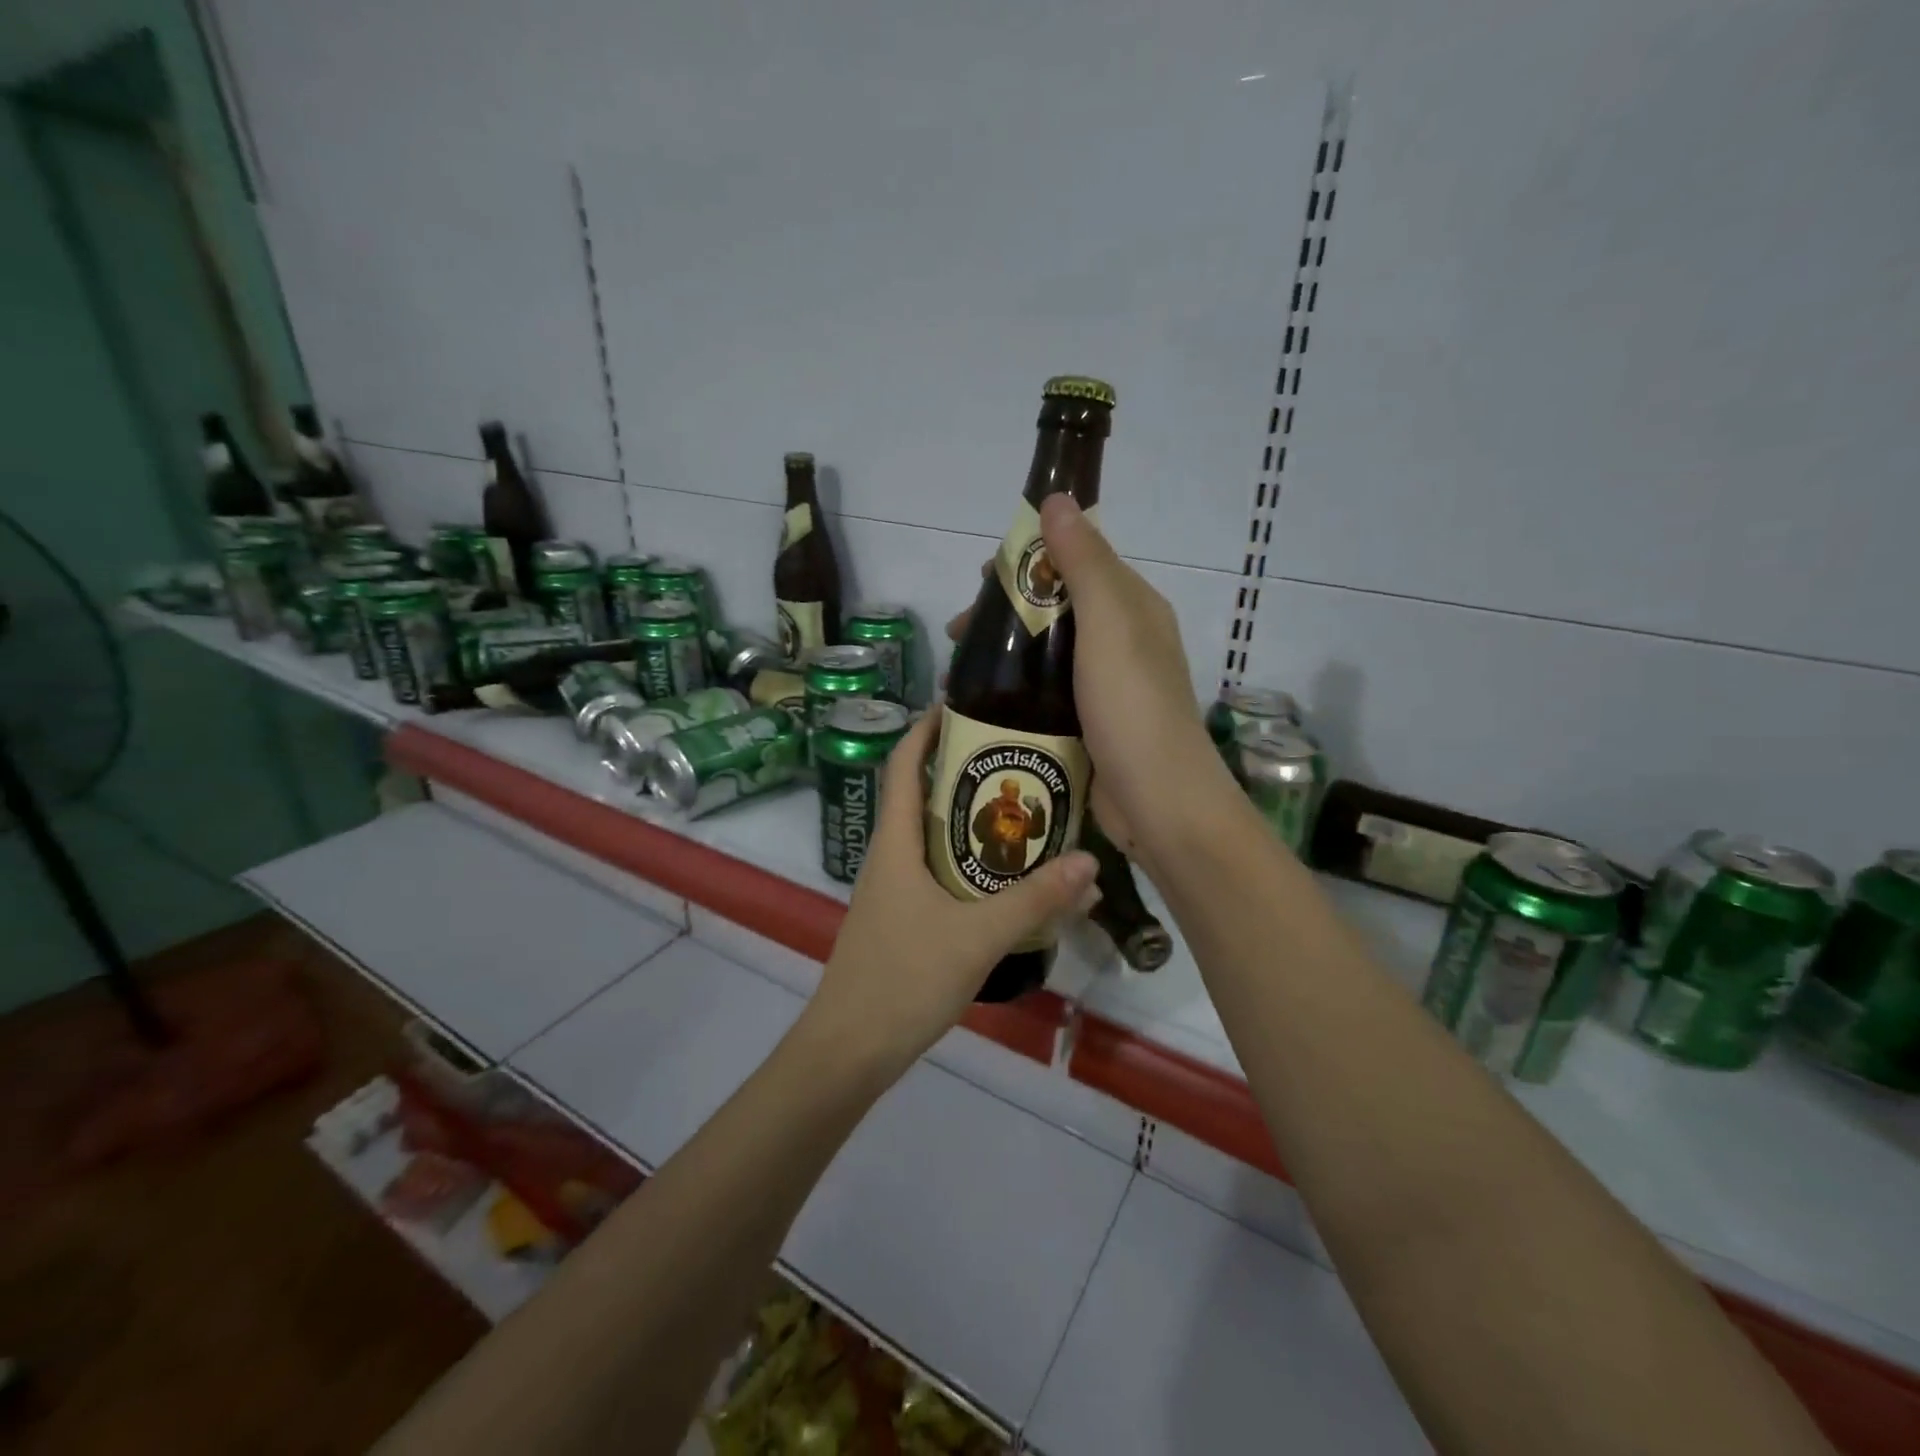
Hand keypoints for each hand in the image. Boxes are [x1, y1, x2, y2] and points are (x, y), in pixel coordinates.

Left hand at [803, 713, 1097, 1080]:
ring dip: (971, 823)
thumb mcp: (977, 936)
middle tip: (1016, 760)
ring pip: (934, 841)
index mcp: (895, 844)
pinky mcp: (902, 921)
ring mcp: (893, 892)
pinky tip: (1006, 881)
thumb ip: (1034, 900)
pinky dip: (970, 865)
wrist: (850, 1049)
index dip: (924, 729)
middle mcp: (890, 858)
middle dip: (964, 774)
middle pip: (923, 798)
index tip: (960, 704)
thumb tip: (1088, 862)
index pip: (903, 766)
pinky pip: (939, 875)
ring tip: (1022, 813)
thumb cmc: (904, 978)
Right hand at [944, 497, 1230, 862]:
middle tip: (959, 634)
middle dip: (1005, 614)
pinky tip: (981, 703)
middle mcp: (1121, 641)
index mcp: (1132, 607)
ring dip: (1003, 655)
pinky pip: (1044, 694)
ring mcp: (1105, 687)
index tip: (981, 579)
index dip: (1028, 561)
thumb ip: (1084, 562)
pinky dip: (1013, 691)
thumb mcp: (1110, 623)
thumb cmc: (1133, 706)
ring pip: (1045, 654)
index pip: (1077, 563)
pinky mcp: (1087, 725)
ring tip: (958, 674)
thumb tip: (1056, 498)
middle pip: (1055, 609)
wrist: (1158, 801)